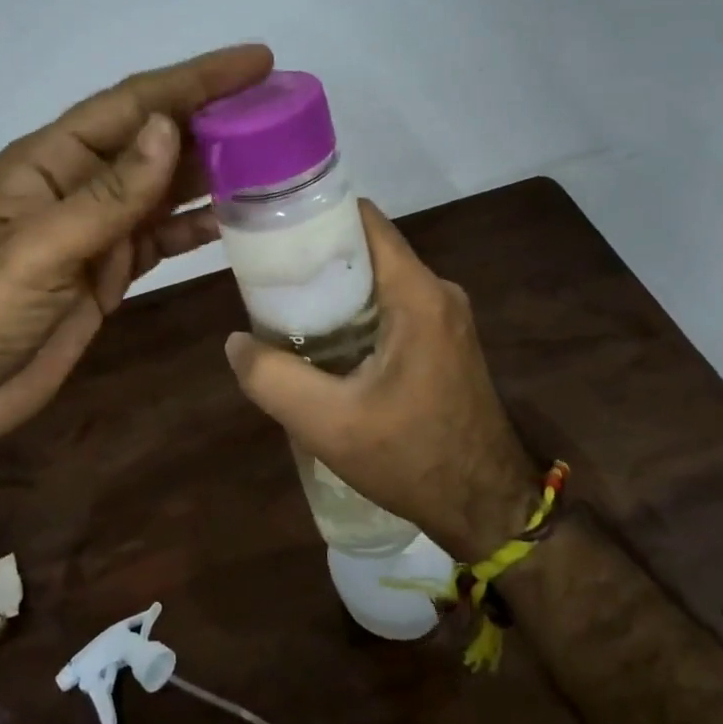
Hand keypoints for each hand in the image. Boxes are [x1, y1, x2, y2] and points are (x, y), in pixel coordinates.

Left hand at [0, 43, 273, 444]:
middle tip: (281, 110)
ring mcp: (95, 231)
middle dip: (215, 121)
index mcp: (51, 161)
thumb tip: (169, 129)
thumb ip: (106, 196)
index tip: (256, 62)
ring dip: (215, 172)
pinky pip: (163, 237)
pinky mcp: (108, 271)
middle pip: (157, 141)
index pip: (133, 104)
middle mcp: (78, 184)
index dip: (195, 80)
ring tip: (276, 158)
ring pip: (165, 189)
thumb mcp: (36, 251)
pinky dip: (198, 227)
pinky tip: (240, 222)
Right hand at [223, 199, 540, 559]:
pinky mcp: (444, 340)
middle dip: (317, 256)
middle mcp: (436, 292)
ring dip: (335, 288)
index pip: (364, 219)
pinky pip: (392, 305)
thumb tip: (236, 342)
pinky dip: (356, 311)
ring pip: (378, 278)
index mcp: (417, 294)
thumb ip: (273, 379)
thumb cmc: (411, 459)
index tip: (273, 229)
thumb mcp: (328, 424)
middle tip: (269, 277)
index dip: (316, 215)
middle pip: (368, 248)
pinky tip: (324, 341)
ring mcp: (444, 316)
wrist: (485, 508)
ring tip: (287, 309)